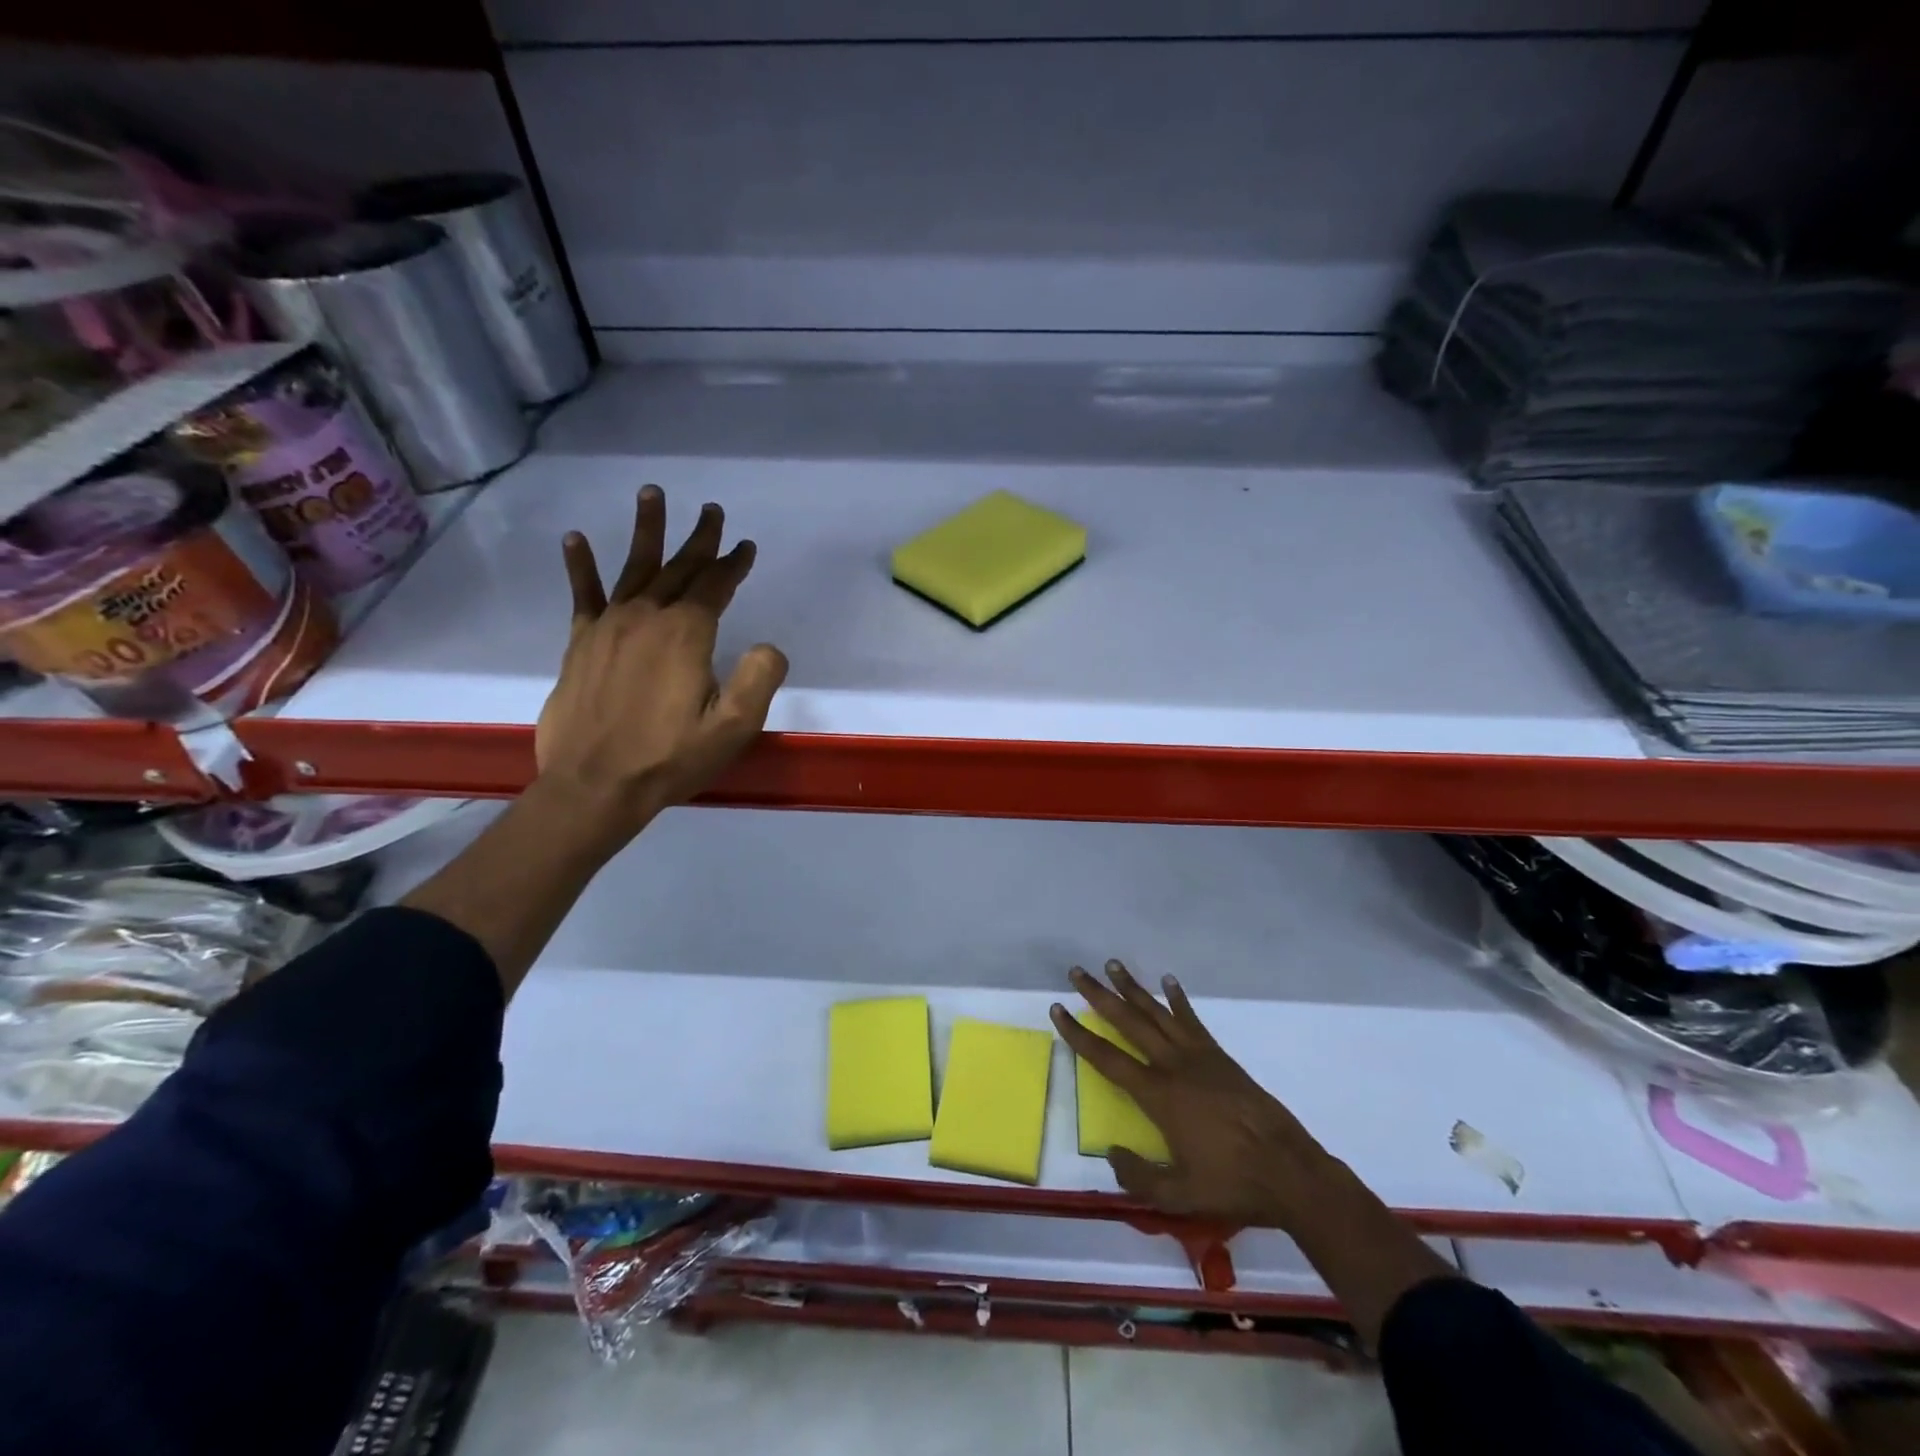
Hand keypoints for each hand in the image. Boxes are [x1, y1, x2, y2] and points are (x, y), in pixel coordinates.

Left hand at [535, 485, 787, 836]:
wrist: (596, 785)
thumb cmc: (670, 757)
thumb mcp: (733, 727)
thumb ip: (759, 678)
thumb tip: (769, 645)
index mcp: (686, 634)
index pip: (715, 586)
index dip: (732, 563)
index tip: (745, 545)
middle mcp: (647, 617)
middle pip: (678, 568)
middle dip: (699, 539)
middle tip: (711, 511)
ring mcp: (609, 627)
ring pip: (633, 568)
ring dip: (646, 531)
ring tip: (651, 494)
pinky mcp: (581, 643)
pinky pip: (583, 595)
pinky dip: (581, 566)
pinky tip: (575, 539)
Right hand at [1051, 961, 1337, 1228]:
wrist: (1289, 1171)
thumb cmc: (1232, 1184)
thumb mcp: (1179, 1196)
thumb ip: (1139, 1177)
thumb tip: (1112, 1154)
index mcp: (1158, 1095)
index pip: (1107, 1058)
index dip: (1078, 1034)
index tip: (1058, 1009)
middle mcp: (1173, 1066)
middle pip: (1128, 1021)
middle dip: (1100, 995)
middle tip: (1078, 971)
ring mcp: (1199, 1056)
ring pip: (1157, 1013)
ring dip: (1133, 988)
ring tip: (1113, 965)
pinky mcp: (1220, 1057)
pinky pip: (1193, 1021)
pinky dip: (1179, 999)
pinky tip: (1169, 981)